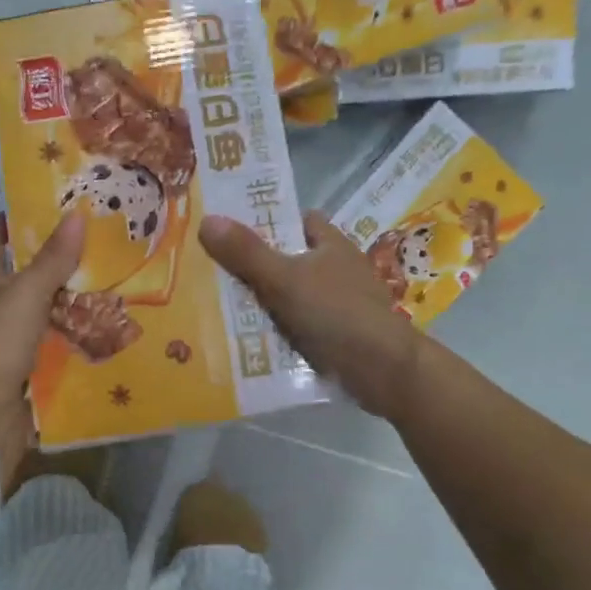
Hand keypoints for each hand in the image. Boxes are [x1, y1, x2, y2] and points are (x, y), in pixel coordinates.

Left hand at [0, 211, 83, 471]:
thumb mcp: (28, 291)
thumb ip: (53, 259)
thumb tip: (77, 213)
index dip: (4, 223)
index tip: (29, 208)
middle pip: (18, 278)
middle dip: (46, 263)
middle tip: (87, 248)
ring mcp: (8, 340)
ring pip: (37, 313)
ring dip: (63, 303)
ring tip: (103, 288)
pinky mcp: (23, 368)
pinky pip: (50, 347)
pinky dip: (69, 340)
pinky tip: (97, 336)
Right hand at [199, 209, 423, 418]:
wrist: (383, 371)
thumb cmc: (337, 313)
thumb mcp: (285, 279)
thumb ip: (247, 253)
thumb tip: (207, 218)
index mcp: (331, 245)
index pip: (299, 220)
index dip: (269, 221)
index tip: (232, 229)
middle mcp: (335, 270)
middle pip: (288, 259)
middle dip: (254, 265)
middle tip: (209, 269)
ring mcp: (336, 305)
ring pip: (289, 295)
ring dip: (260, 302)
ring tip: (214, 305)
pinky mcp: (334, 336)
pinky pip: (295, 326)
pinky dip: (274, 331)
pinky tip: (244, 338)